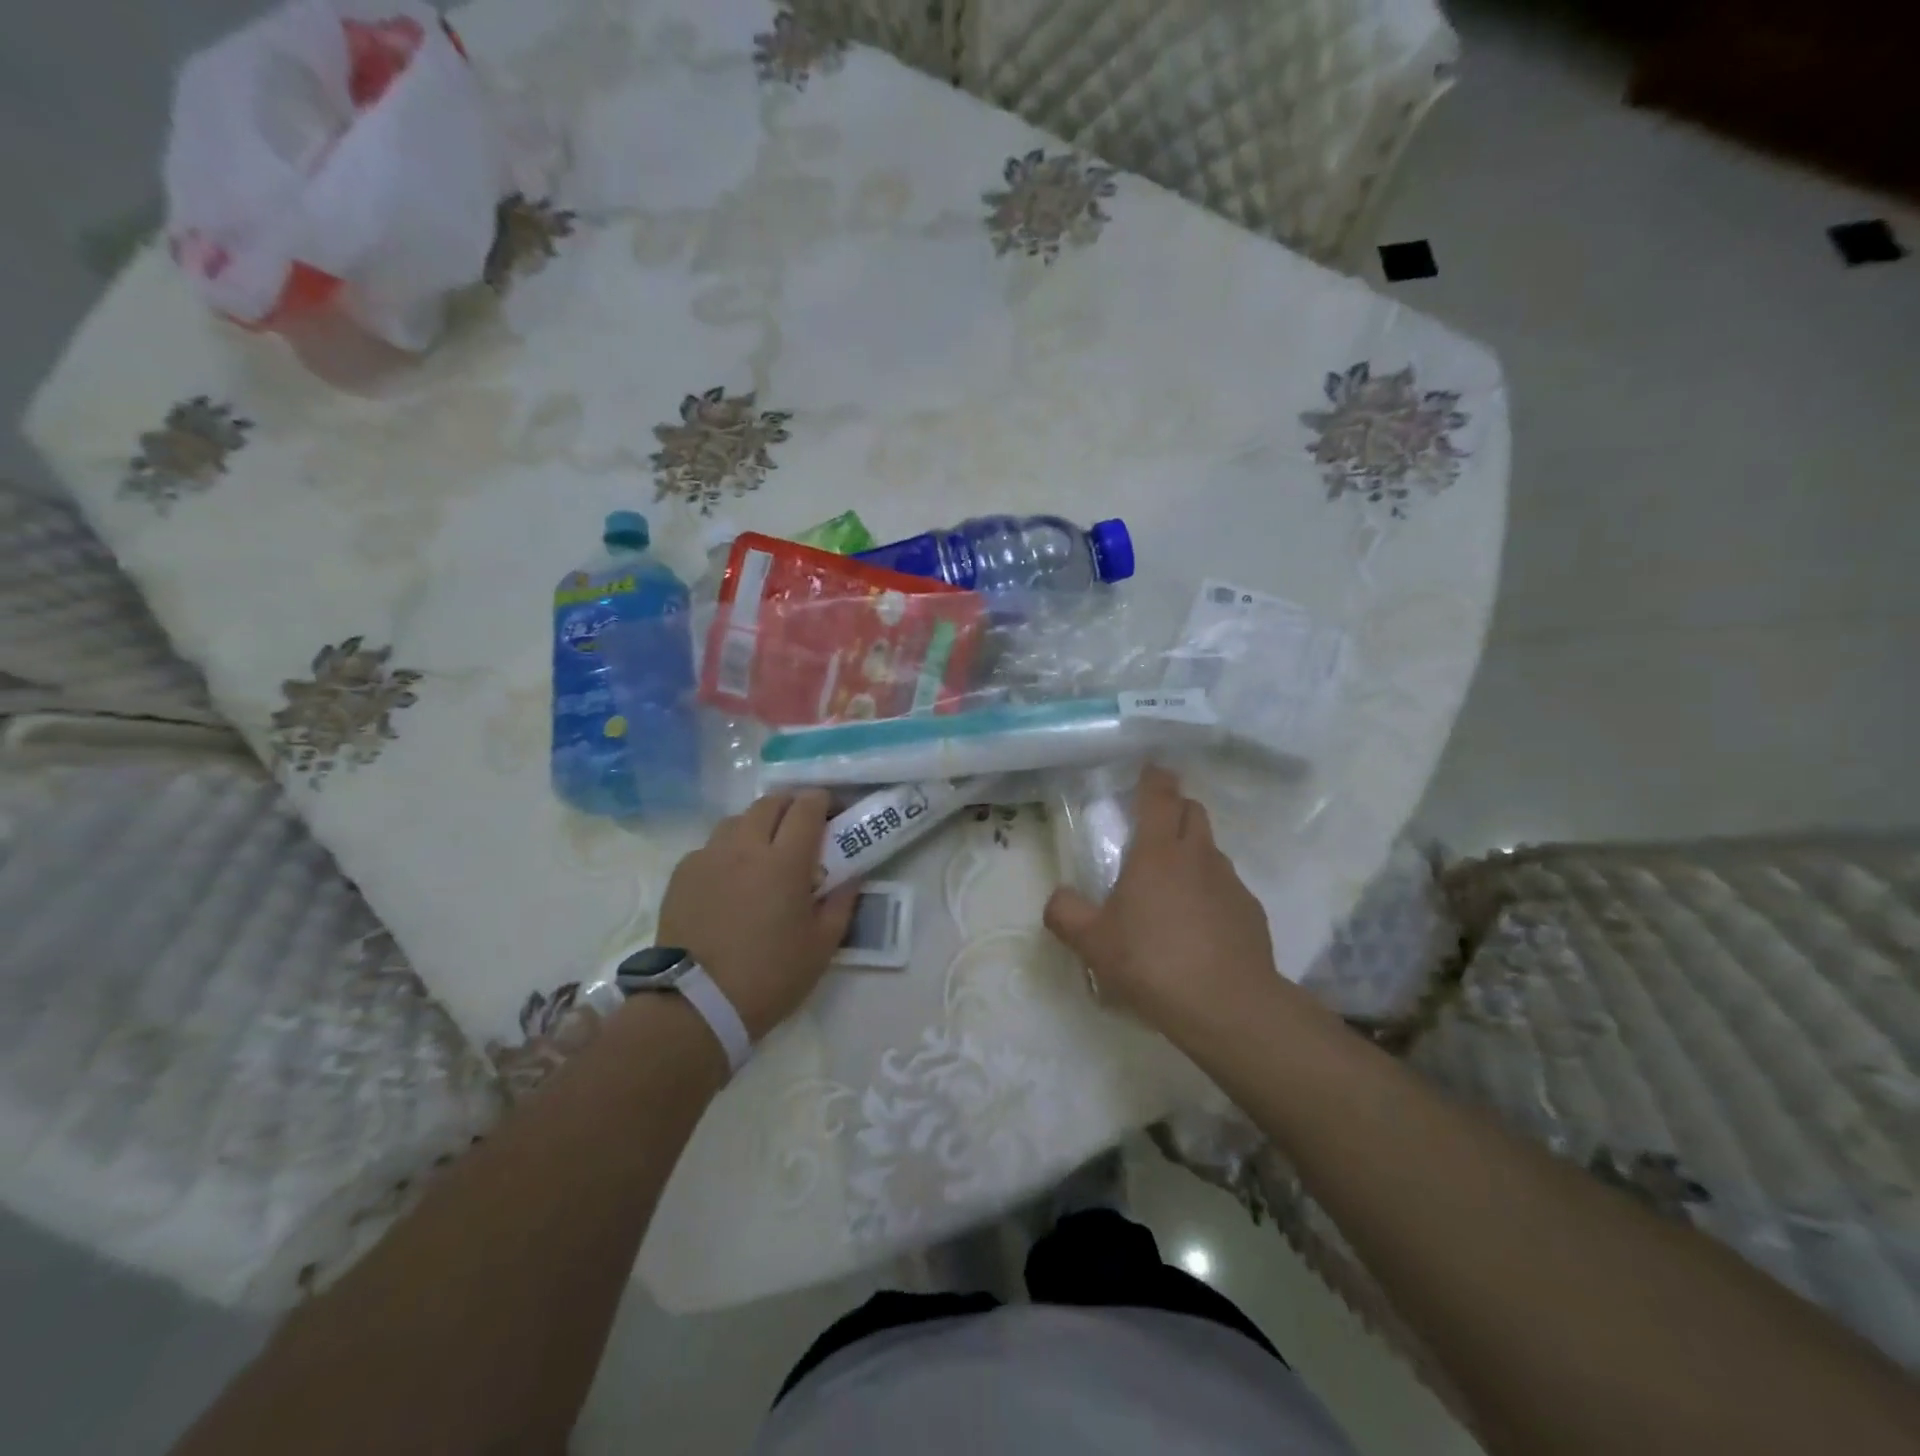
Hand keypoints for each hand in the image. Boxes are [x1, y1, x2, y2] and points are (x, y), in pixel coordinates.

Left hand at [656, 791, 858, 1041]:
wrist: (696, 1005)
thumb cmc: (770, 976)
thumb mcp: (822, 946)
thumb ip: (841, 902)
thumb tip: (850, 876)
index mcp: (785, 861)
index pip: (807, 808)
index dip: (823, 800)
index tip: (833, 812)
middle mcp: (745, 847)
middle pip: (770, 802)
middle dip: (791, 805)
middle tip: (802, 827)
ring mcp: (709, 857)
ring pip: (737, 820)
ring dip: (757, 824)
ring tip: (764, 850)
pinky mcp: (682, 874)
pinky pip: (711, 846)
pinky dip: (728, 850)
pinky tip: (731, 878)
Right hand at [1043, 765, 1325, 1048]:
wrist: (1229, 1006)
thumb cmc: (1152, 963)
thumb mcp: (1093, 943)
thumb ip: (1066, 913)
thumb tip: (1058, 898)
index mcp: (1158, 852)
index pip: (1160, 795)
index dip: (1154, 777)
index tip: (1150, 770)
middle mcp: (1198, 856)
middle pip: (1193, 811)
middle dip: (1175, 809)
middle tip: (1153, 830)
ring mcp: (1231, 882)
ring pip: (1211, 850)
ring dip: (1193, 853)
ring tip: (1173, 888)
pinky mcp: (1251, 912)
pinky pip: (1227, 887)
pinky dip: (1211, 892)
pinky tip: (1199, 926)